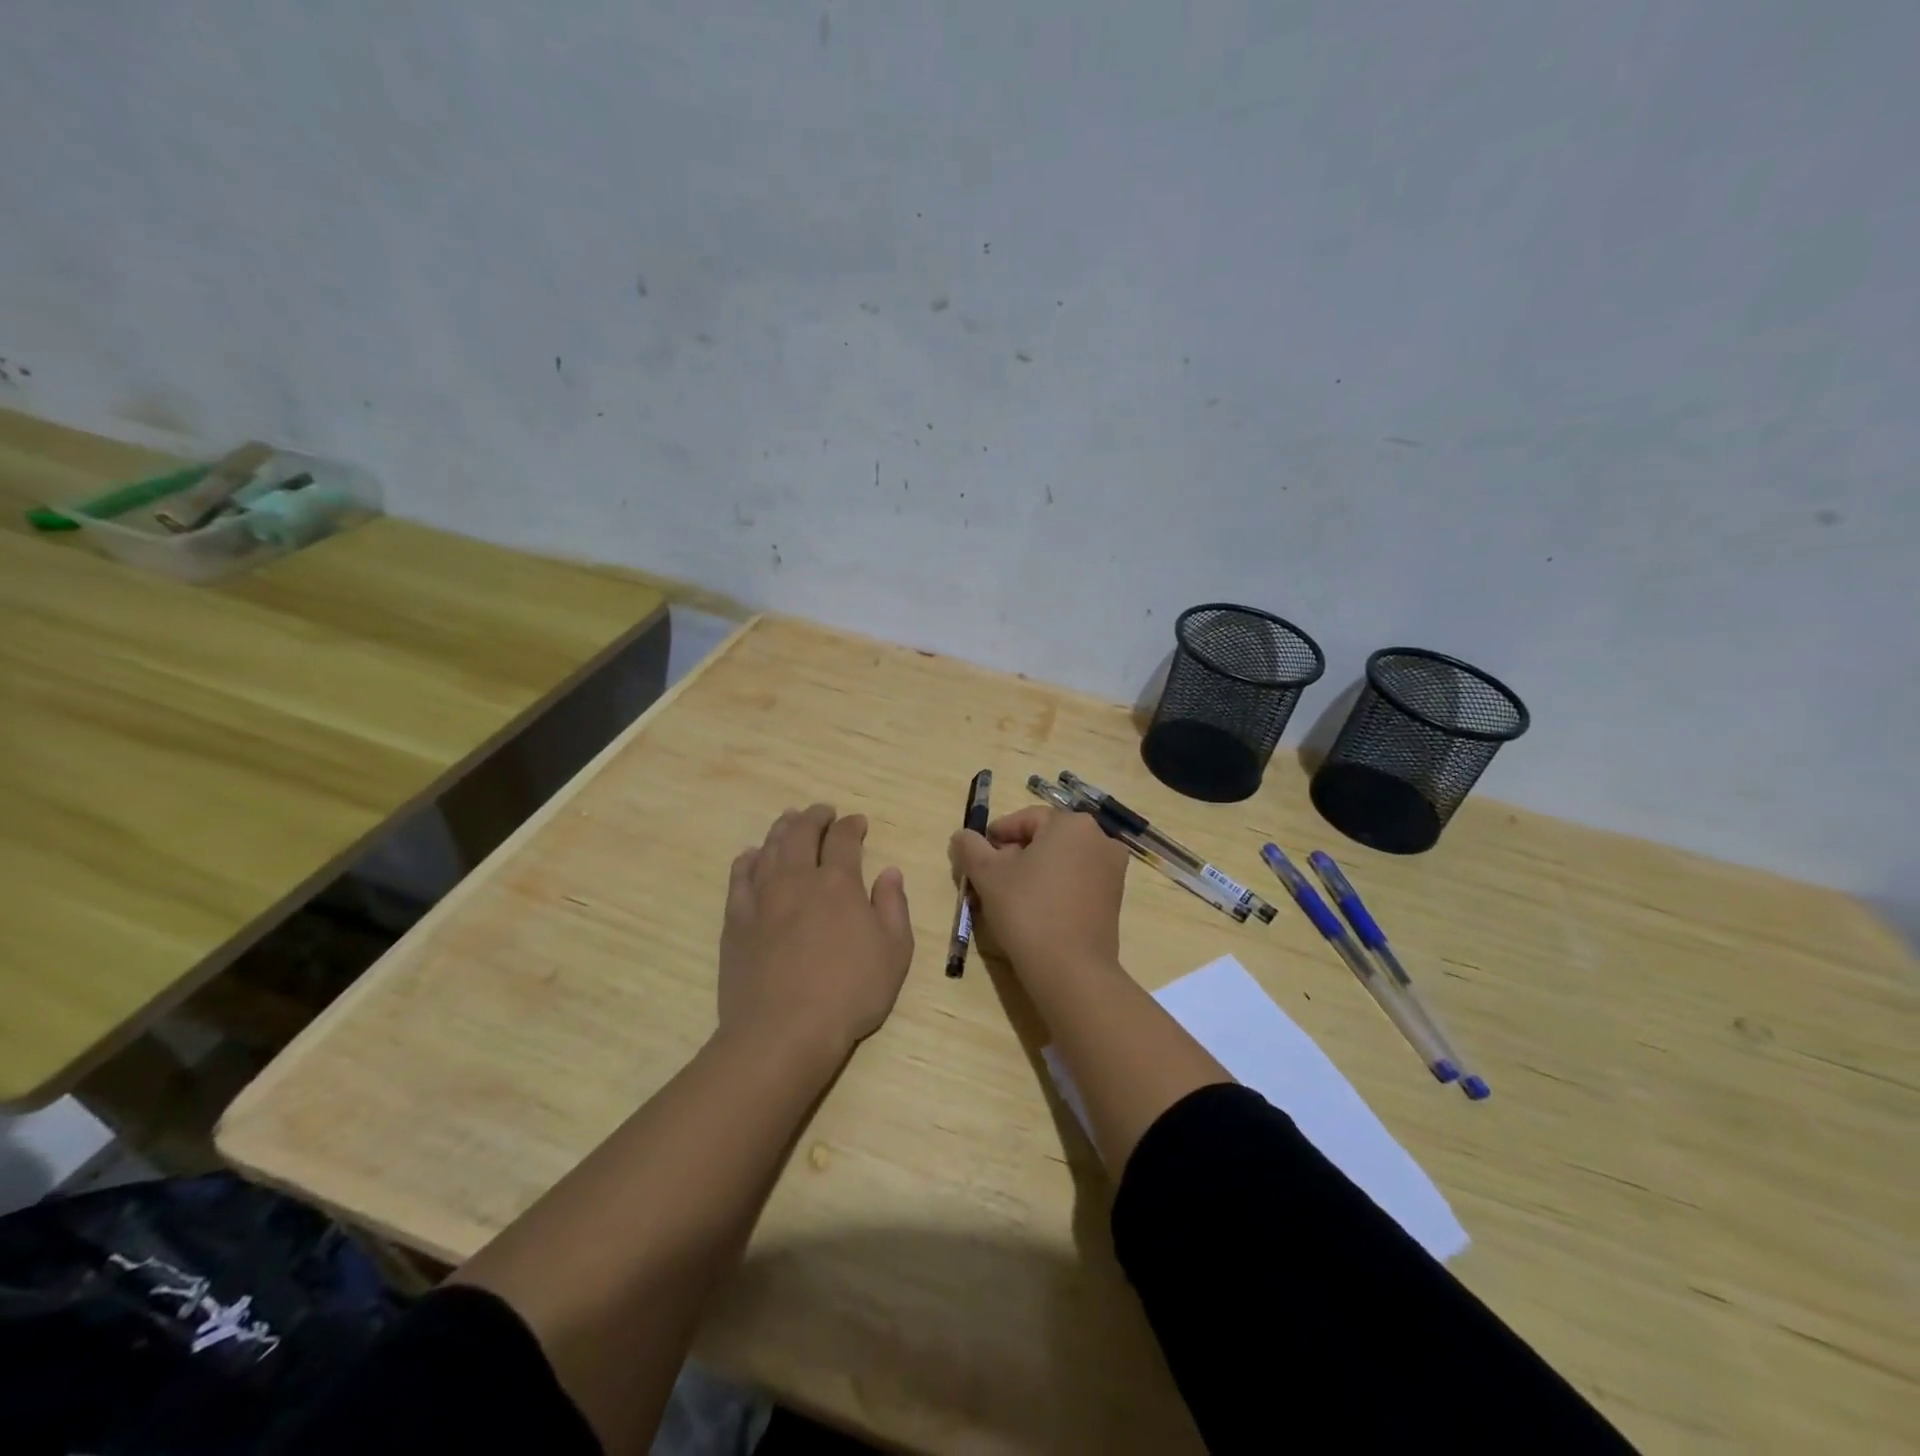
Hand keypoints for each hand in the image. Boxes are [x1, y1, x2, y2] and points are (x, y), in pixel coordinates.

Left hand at [719, 804, 914, 1061]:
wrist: (783, 1032)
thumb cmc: (849, 993)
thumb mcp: (894, 952)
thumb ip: (893, 906)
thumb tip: (889, 872)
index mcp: (838, 883)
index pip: (843, 839)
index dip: (851, 825)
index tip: (857, 822)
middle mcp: (797, 879)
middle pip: (802, 832)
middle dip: (815, 816)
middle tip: (823, 811)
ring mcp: (761, 897)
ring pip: (769, 848)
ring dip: (782, 828)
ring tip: (789, 820)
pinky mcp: (736, 920)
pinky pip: (739, 877)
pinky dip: (748, 859)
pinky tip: (751, 856)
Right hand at [949, 806, 1129, 978]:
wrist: (1070, 969)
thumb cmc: (1026, 910)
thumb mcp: (987, 875)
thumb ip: (970, 847)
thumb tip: (961, 835)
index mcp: (1071, 824)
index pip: (1025, 819)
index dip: (997, 835)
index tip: (977, 856)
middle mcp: (1099, 839)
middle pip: (1045, 838)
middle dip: (1014, 854)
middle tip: (989, 878)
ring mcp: (1112, 870)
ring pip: (1061, 860)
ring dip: (1033, 871)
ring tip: (1008, 896)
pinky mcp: (1114, 898)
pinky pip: (1077, 880)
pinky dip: (1054, 887)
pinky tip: (1034, 910)